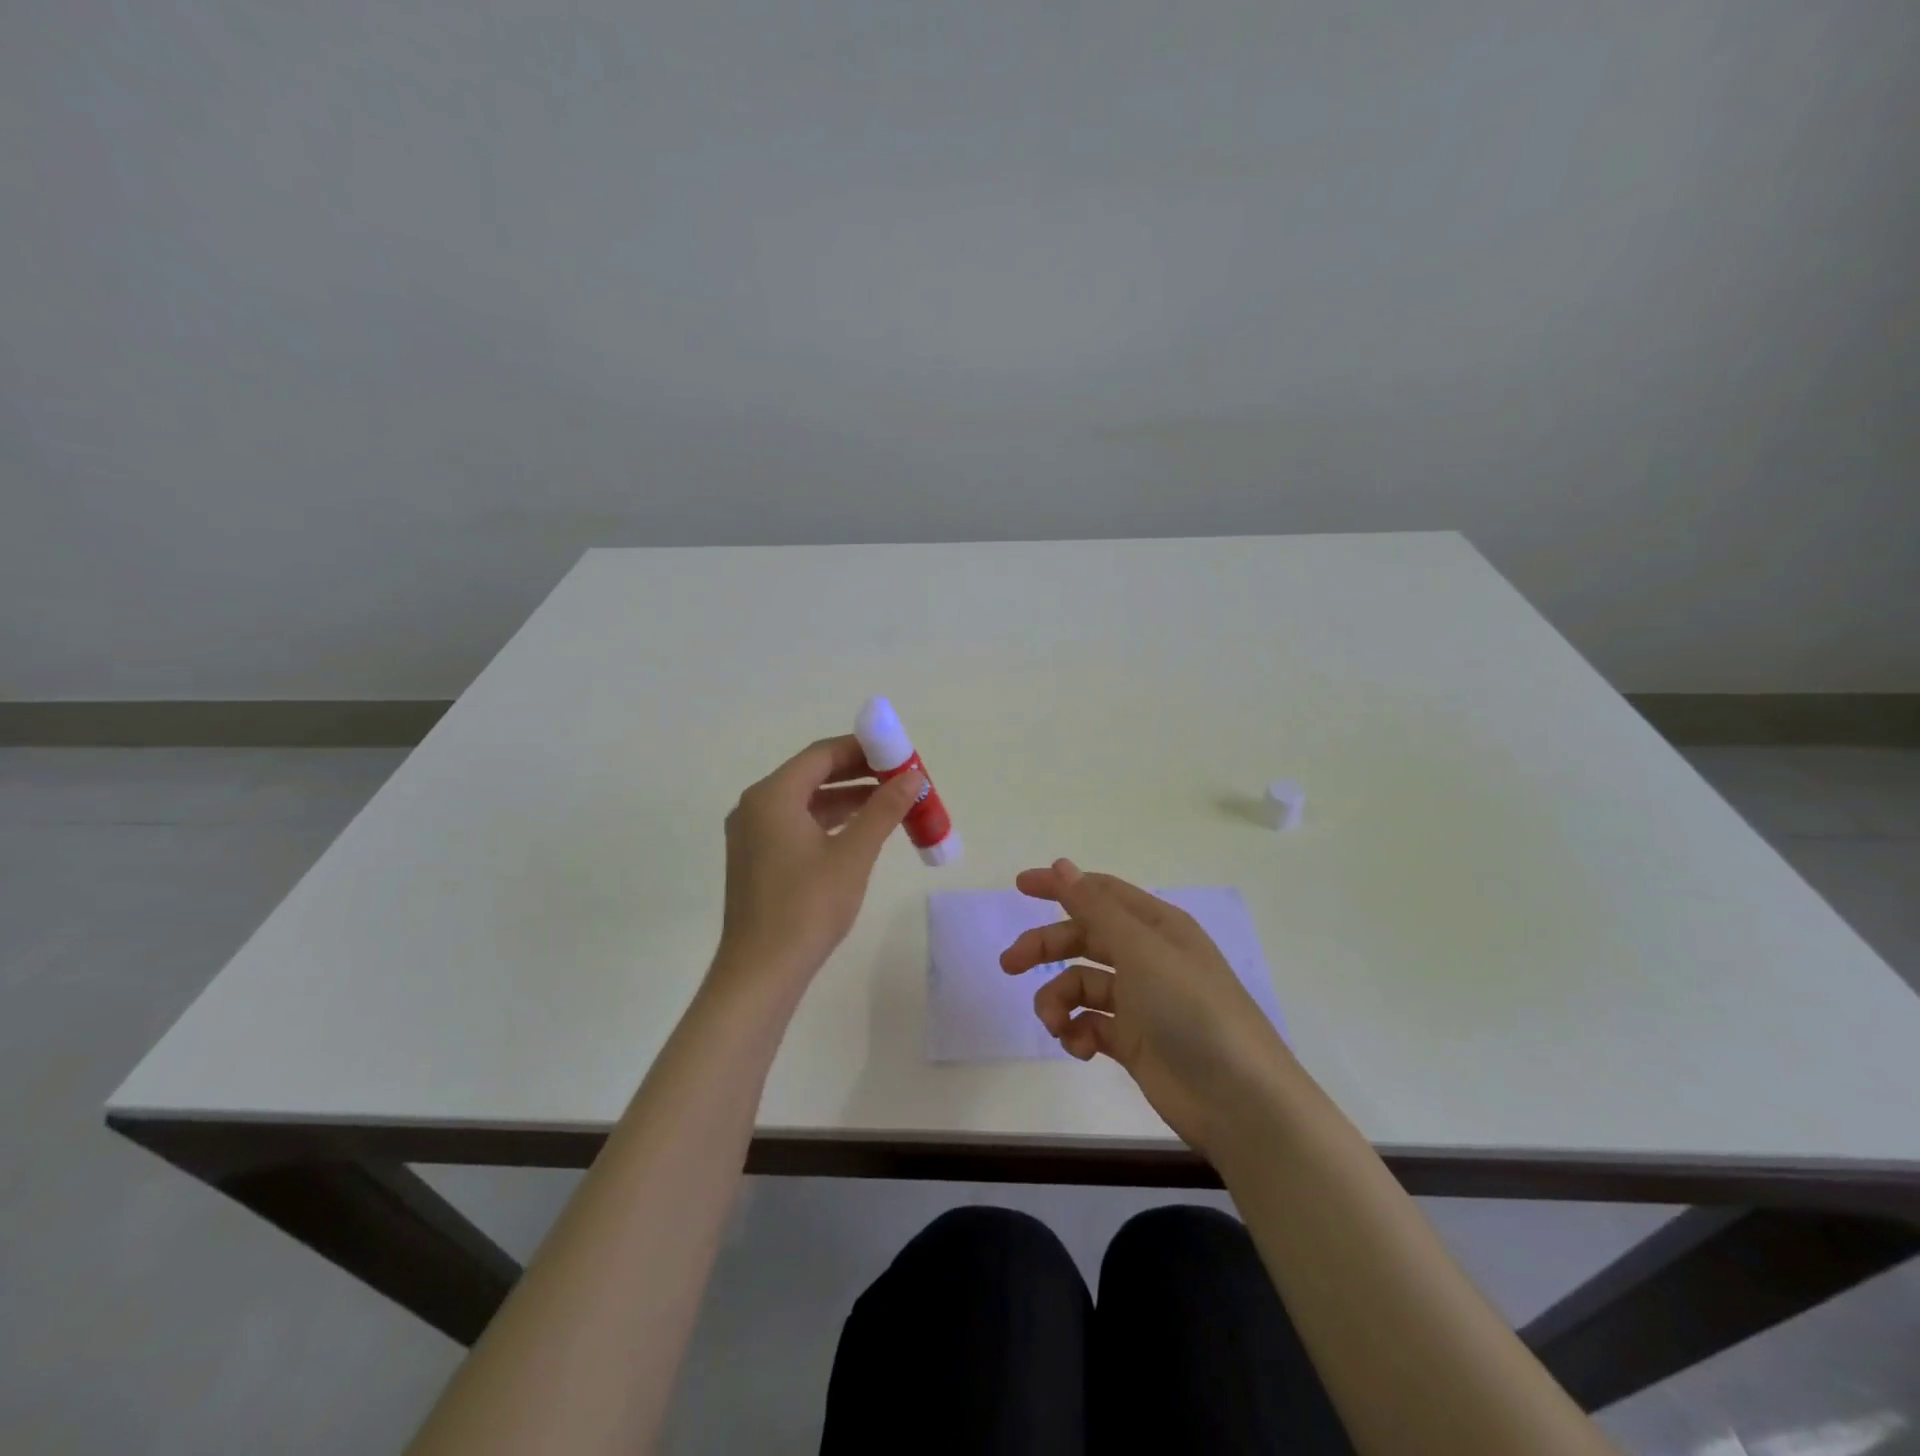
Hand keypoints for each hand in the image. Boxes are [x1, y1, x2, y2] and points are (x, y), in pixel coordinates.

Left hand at [714, 736, 924, 991]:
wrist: (761, 972)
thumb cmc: (807, 907)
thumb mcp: (853, 854)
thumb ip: (884, 809)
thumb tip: (913, 776)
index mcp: (772, 796)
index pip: (822, 754)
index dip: (863, 749)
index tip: (899, 753)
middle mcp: (756, 806)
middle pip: (813, 774)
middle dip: (858, 773)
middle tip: (900, 777)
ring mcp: (753, 834)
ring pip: (806, 801)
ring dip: (847, 799)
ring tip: (891, 802)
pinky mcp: (757, 859)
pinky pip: (797, 824)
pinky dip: (830, 822)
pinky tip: (861, 831)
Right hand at [999, 859, 1290, 1154]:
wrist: (1239, 1100)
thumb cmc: (1191, 1009)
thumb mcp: (1141, 950)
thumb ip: (1096, 908)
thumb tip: (1062, 865)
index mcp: (1156, 925)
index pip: (1100, 893)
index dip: (1061, 886)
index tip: (1019, 886)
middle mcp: (1148, 957)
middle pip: (1084, 939)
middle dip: (1046, 948)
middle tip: (1009, 964)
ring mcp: (1142, 1001)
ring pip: (1082, 985)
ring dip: (1058, 1000)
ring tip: (1053, 1024)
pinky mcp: (1135, 1041)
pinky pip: (1091, 1024)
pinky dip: (1077, 1032)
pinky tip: (1079, 1047)